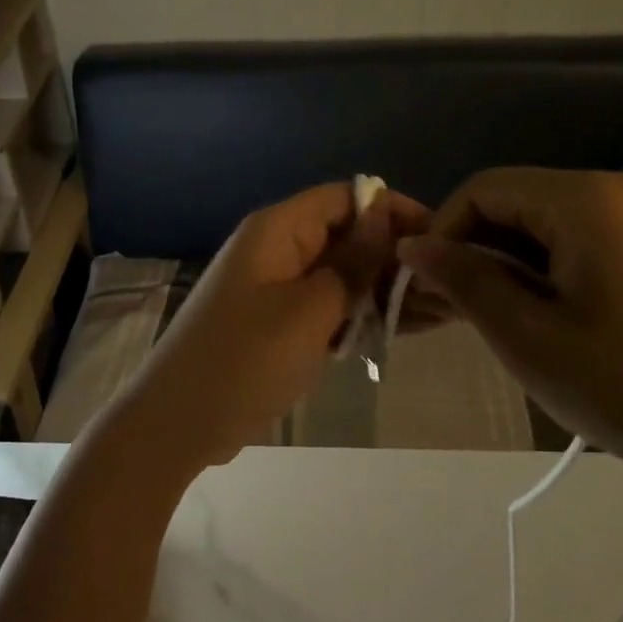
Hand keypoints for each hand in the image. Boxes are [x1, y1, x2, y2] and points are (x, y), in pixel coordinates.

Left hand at [108, 182, 428, 476]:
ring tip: (438, 311)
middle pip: (346, 235)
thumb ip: (352, 263)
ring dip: (383, 289)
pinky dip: (360, 314)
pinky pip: (327, 305)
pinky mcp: (278, 321)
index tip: (438, 236)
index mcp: (278, 230)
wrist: (177, 423)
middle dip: (394, 255)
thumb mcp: (309, 310)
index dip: (391, 209)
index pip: (345, 197)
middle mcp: (278, 248)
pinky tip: (402, 329)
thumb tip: (385, 214)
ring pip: (341, 273)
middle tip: (445, 286)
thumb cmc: (244, 360)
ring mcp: (277, 286)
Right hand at [397, 168, 622, 487]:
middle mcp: (616, 187)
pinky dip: (545, 264)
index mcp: (585, 199)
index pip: (483, 189)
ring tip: (490, 314)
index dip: (443, 230)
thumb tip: (413, 246)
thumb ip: (464, 279)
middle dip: (475, 246)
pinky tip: (538, 309)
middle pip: (515, 199)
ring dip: (508, 258)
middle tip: (451, 306)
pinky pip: (578, 235)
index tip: (425, 284)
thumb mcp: (528, 337)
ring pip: (544, 219)